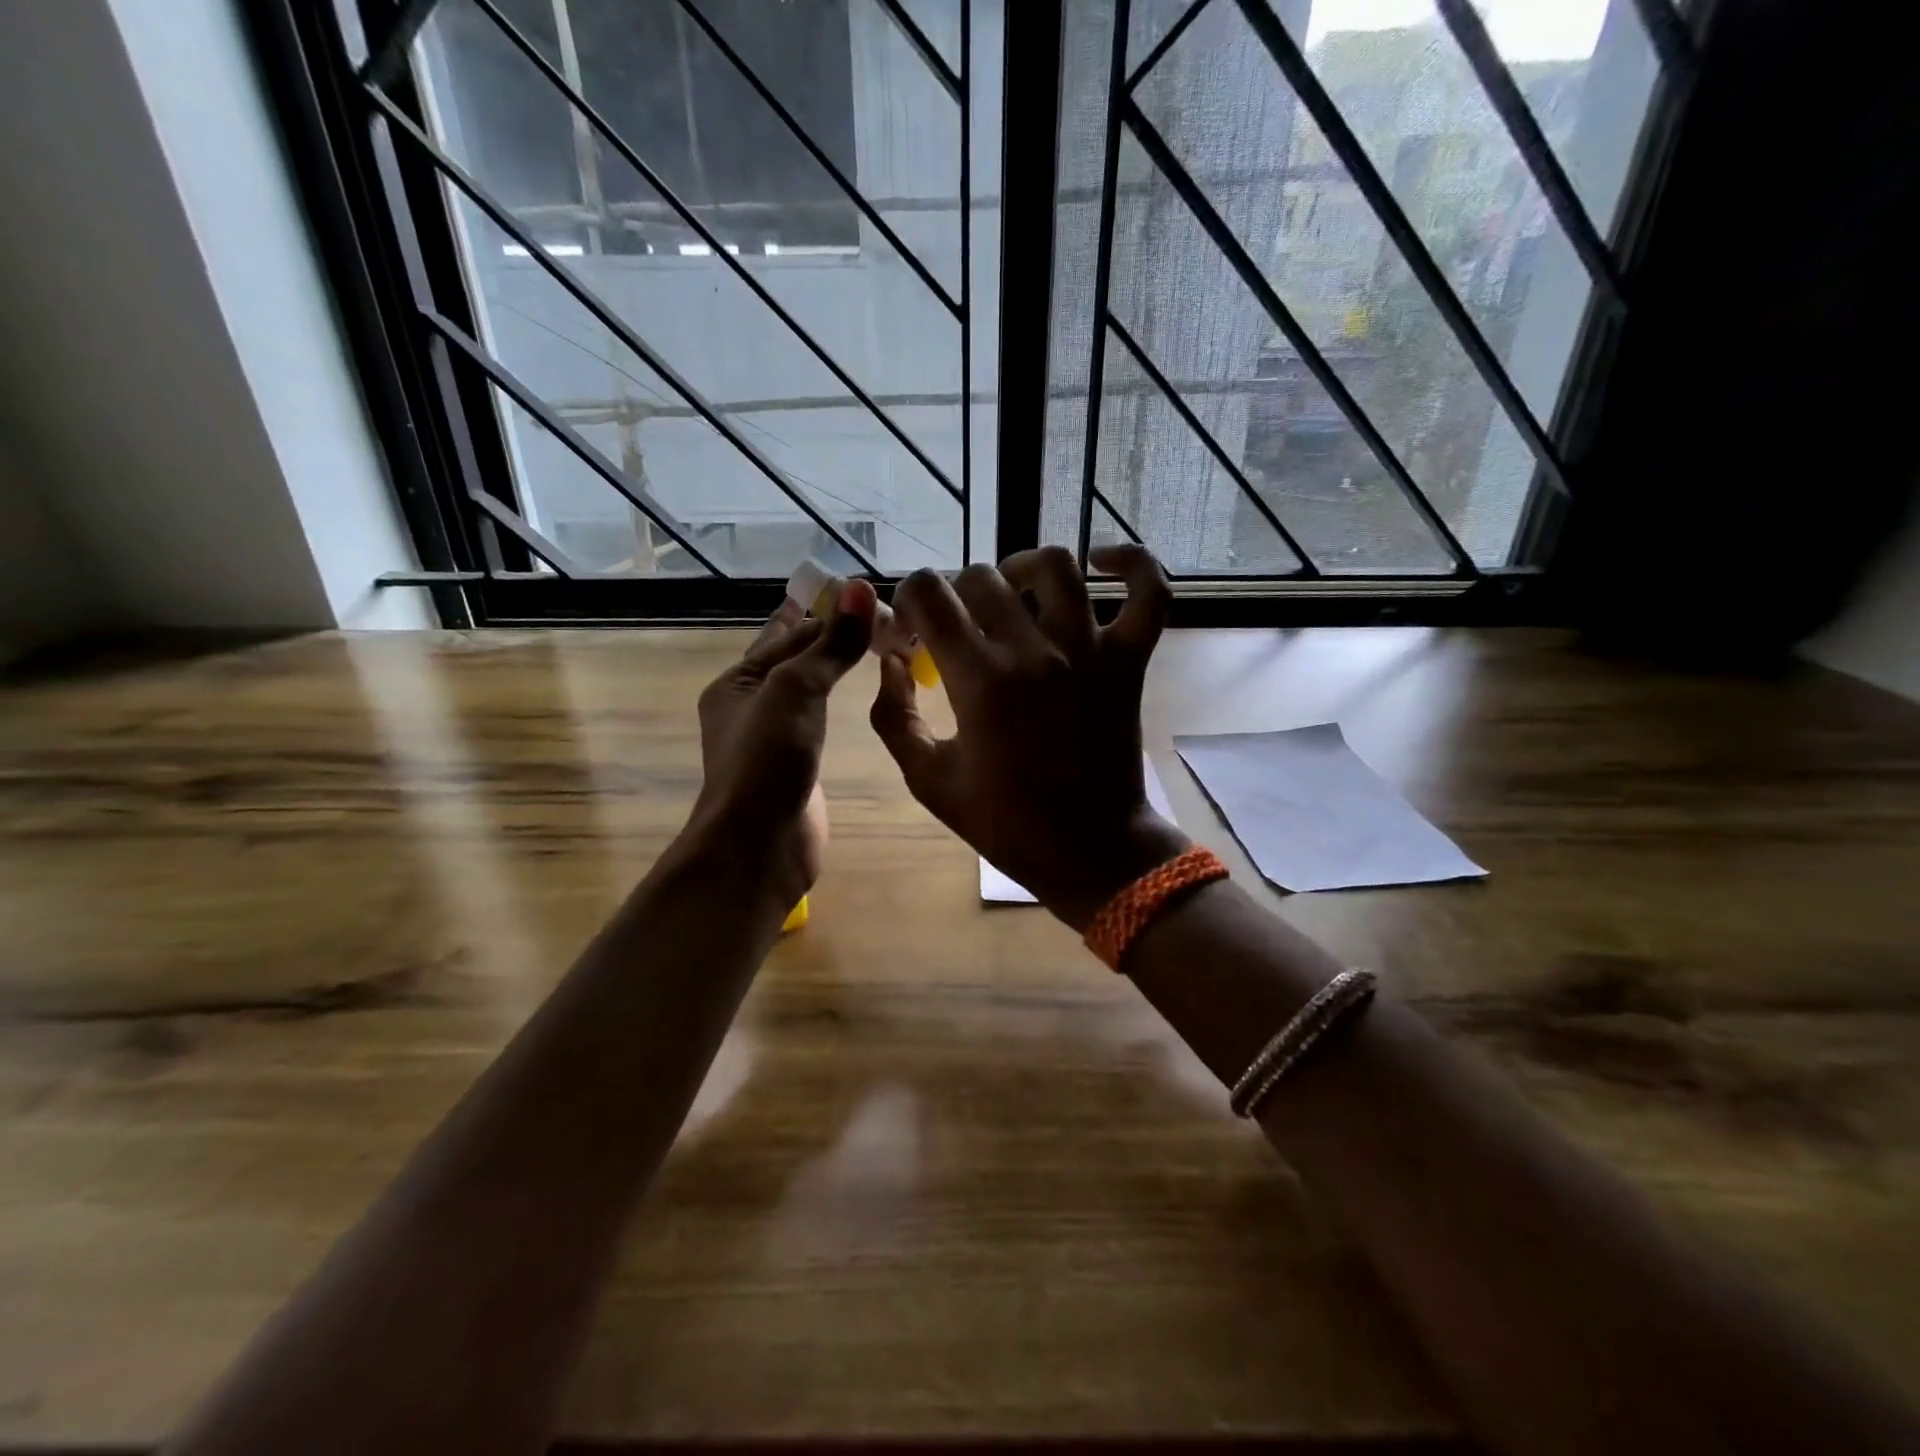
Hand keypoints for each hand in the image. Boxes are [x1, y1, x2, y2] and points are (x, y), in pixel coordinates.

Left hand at [690, 580, 876, 901]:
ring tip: (872, 646)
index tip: (864, 593)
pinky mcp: (796, 767)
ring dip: (832, 669)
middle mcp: (750, 707)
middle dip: (828, 636)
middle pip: (794, 660)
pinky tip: (860, 698)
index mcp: (737, 683)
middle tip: (878, 614)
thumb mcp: (797, 690)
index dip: (823, 612)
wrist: (759, 846)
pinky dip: (837, 705)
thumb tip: (863, 589)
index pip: (786, 633)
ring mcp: (773, 740)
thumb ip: (831, 644)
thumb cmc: (768, 760)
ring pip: (807, 692)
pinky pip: (819, 722)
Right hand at [872, 545, 1189, 930]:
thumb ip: (895, 716)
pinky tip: (1105, 563)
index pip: (928, 593)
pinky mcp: (1128, 661)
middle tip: (957, 628)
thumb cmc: (1005, 822)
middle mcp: (1033, 651)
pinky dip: (1135, 566)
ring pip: (1055, 567)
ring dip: (1022, 568)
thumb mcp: (929, 780)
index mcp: (979, 680)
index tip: (913, 632)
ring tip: (1011, 591)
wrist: (1089, 851)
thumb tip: (891, 662)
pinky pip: (1149, 595)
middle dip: (954, 594)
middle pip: (982, 577)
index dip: (909, 601)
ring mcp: (1088, 650)